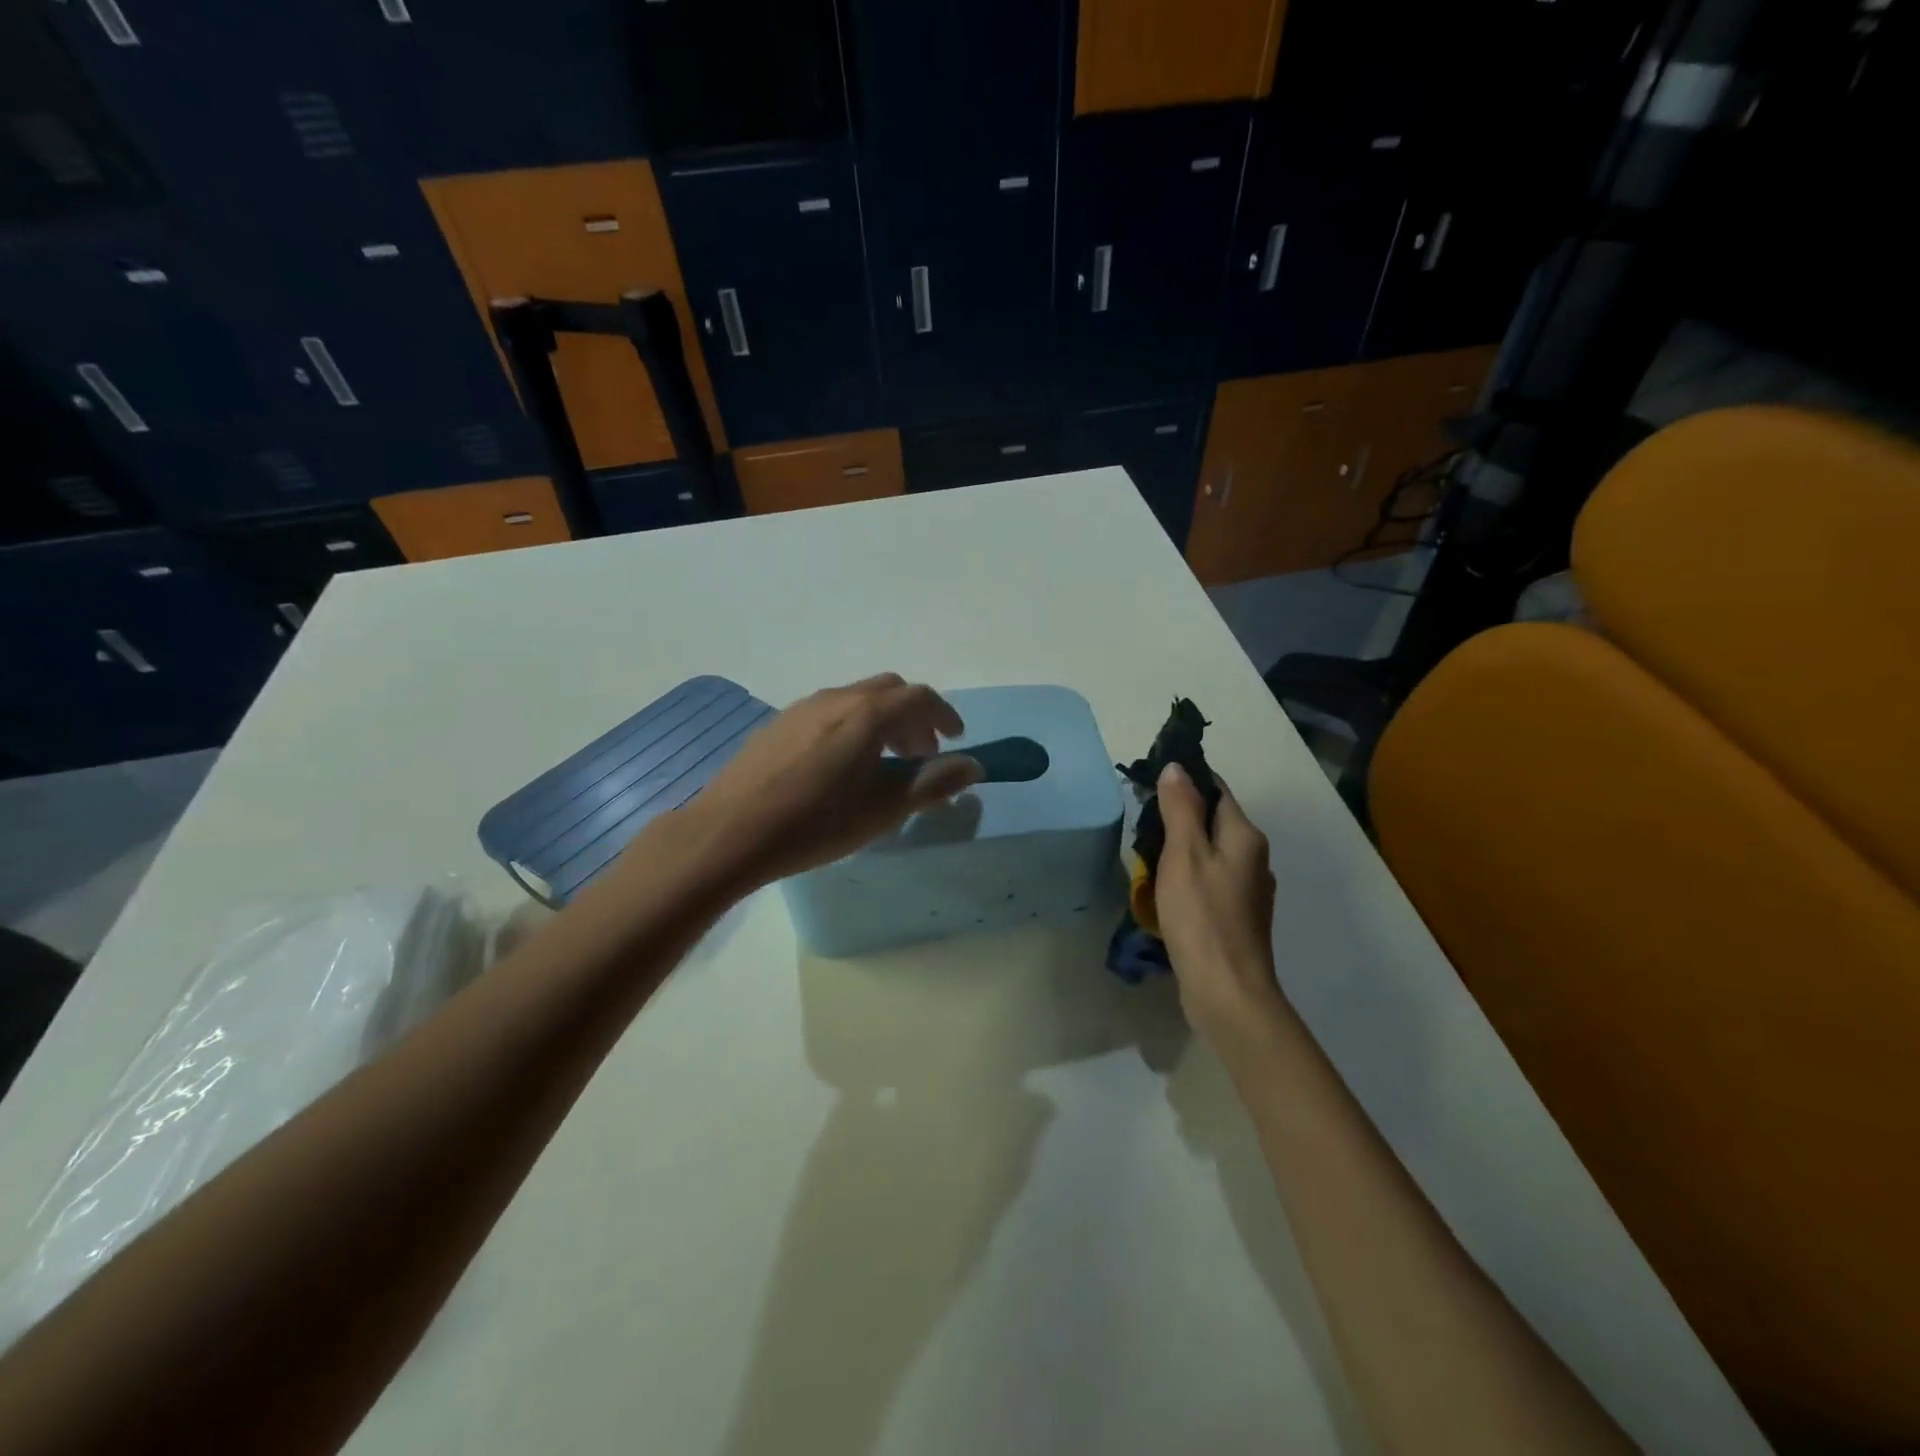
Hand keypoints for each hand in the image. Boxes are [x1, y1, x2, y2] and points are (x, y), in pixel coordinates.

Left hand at [671, 674, 982, 889]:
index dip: (944, 715)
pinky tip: (838, 766)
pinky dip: (850, 726)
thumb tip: (973, 766)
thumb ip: (933, 783)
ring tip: (881, 763)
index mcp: (867, 713)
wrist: (730, 832)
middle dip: (912, 717)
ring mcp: (801, 708)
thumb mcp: (884, 809)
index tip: (955, 739)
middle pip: (888, 691)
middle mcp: (835, 698)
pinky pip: (827, 712)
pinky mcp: (777, 724)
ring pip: (855, 700)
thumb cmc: (817, 823)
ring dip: (881, 721)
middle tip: (920, 754)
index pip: (919, 697)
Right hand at [1153, 763, 1285, 1040]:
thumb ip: (1181, 808)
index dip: (1186, 779)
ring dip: (1181, 845)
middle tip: (1140, 817)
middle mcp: (1253, 857)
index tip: (1151, 777)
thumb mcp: (1184, 854)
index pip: (1217, 789)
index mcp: (1244, 836)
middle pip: (1214, 820)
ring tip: (1145, 850)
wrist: (1226, 989)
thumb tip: (1178, 767)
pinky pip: (1209, 879)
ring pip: (1210, 851)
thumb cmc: (1202, 916)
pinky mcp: (1236, 915)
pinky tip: (1165, 887)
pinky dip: (1187, 874)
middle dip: (1179, 813)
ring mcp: (1247, 889)